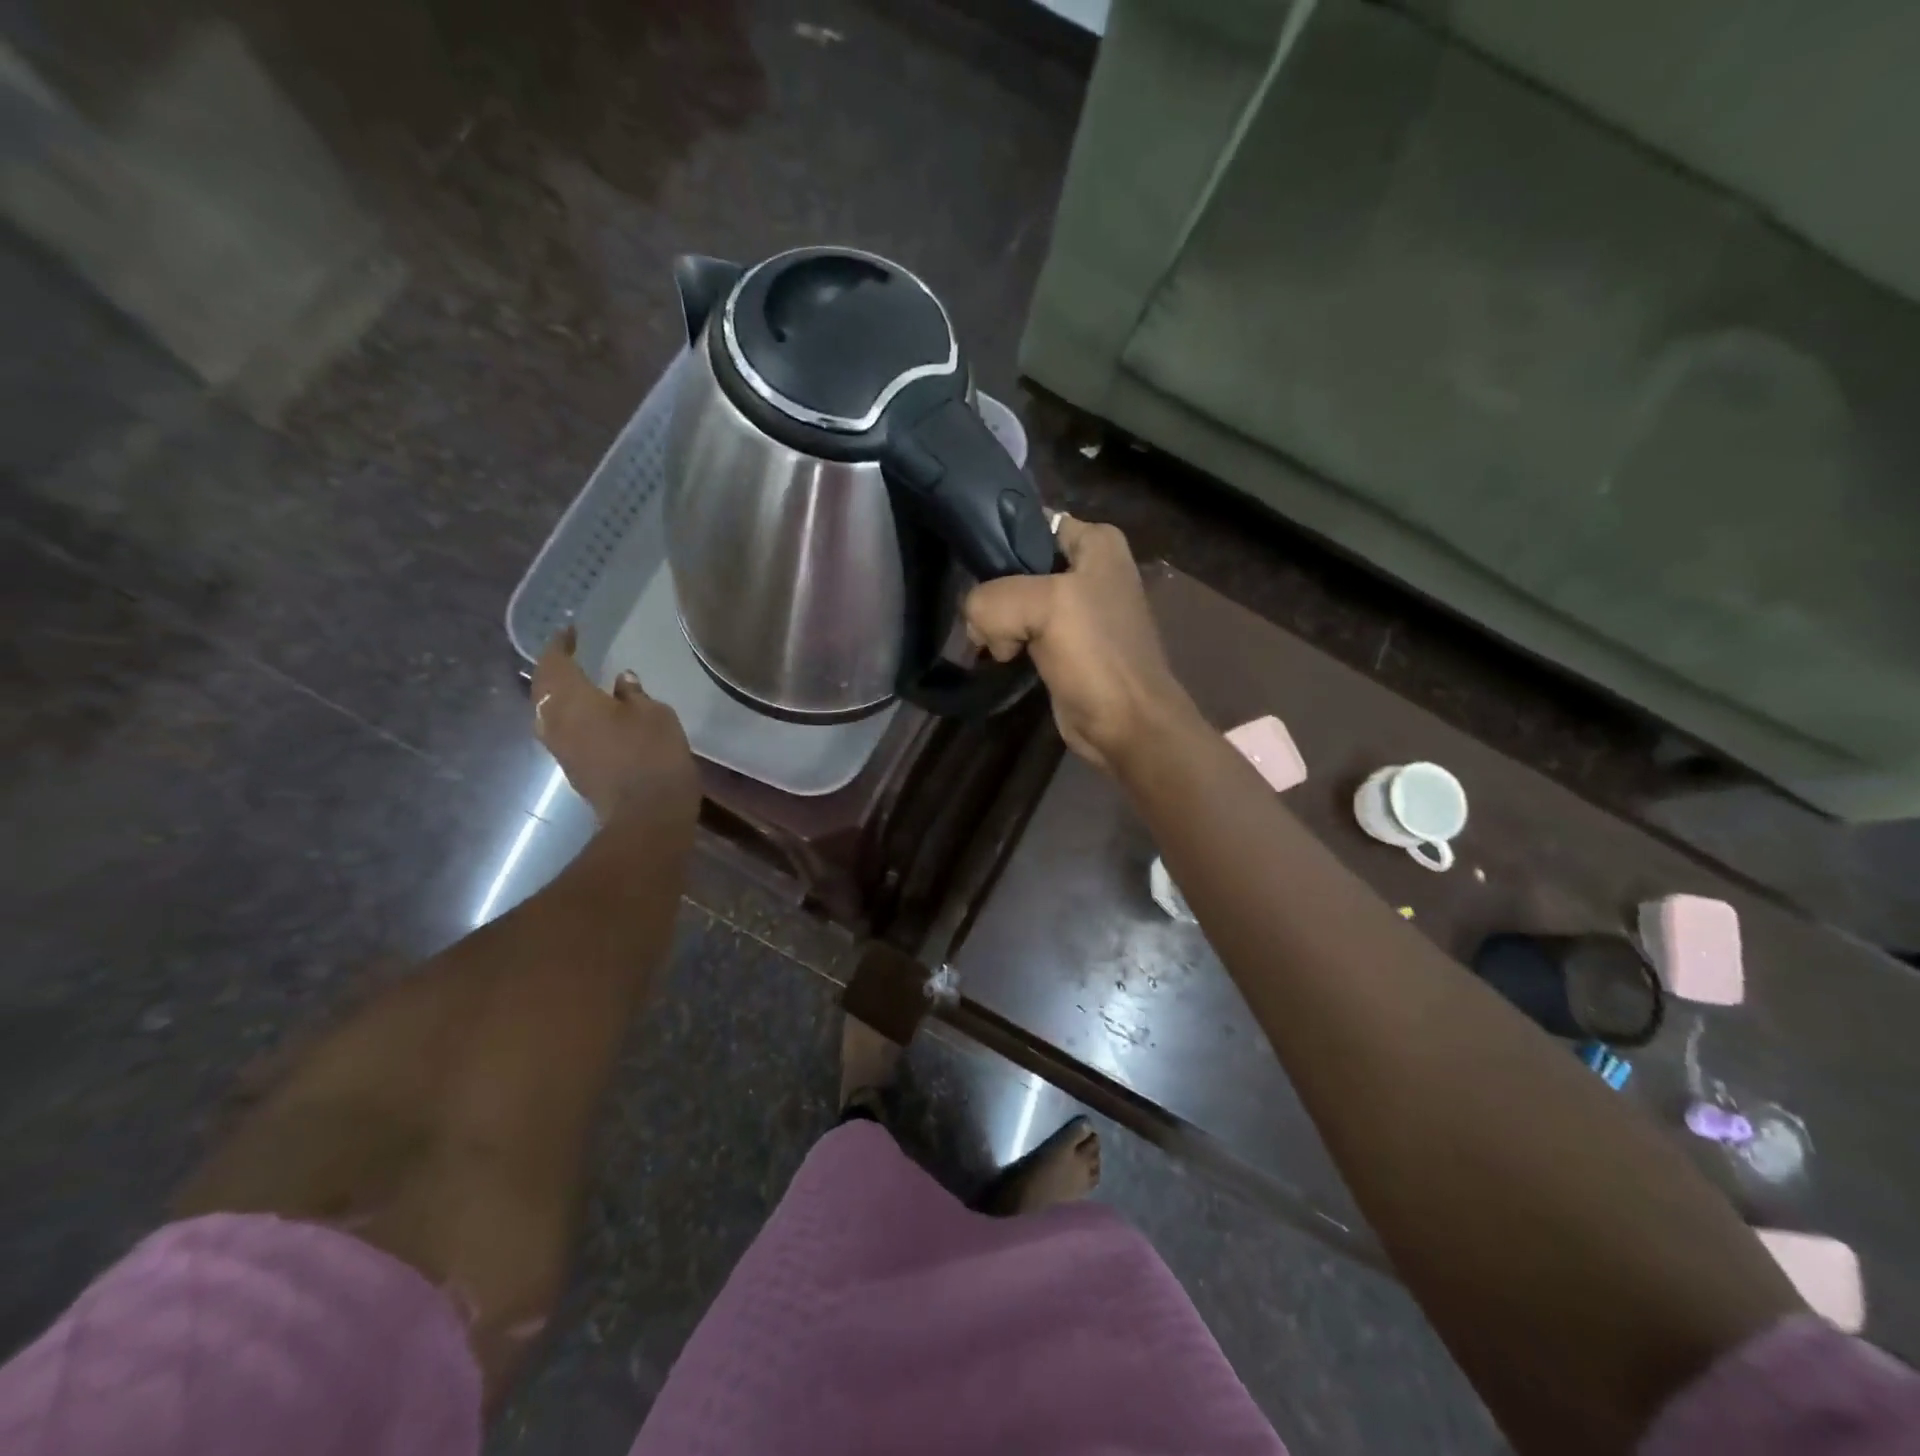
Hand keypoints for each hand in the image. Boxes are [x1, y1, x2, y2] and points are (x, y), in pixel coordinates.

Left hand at [531, 626, 698, 828]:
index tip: (572, 631)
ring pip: (547, 710)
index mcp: (571, 699)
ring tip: (577, 681)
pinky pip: (561, 729)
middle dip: (554, 668)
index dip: (561, 644)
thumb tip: (620, 681)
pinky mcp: (572, 767)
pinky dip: (569, 714)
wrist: (646, 814)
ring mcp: (560, 747)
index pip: (554, 662)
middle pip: (543, 687)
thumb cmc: (652, 754)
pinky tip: (589, 712)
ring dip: (557, 693)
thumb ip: (633, 693)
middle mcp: (554, 720)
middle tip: (571, 654)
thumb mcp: (654, 714)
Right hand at [964, 515, 1196, 772]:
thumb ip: (993, 598)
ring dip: (997, 622)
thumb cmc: (1095, 655)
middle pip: (1017, 564)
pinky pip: (1020, 629)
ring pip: (1014, 600)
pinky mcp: (1064, 644)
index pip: (1030, 522)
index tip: (969, 566)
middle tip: (982, 617)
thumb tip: (977, 625)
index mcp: (1096, 542)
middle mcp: (1088, 568)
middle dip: (993, 590)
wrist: (1127, 725)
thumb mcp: (1042, 606)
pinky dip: (1007, 642)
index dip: (997, 540)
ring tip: (997, 645)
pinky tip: (1003, 657)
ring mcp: (1076, 609)